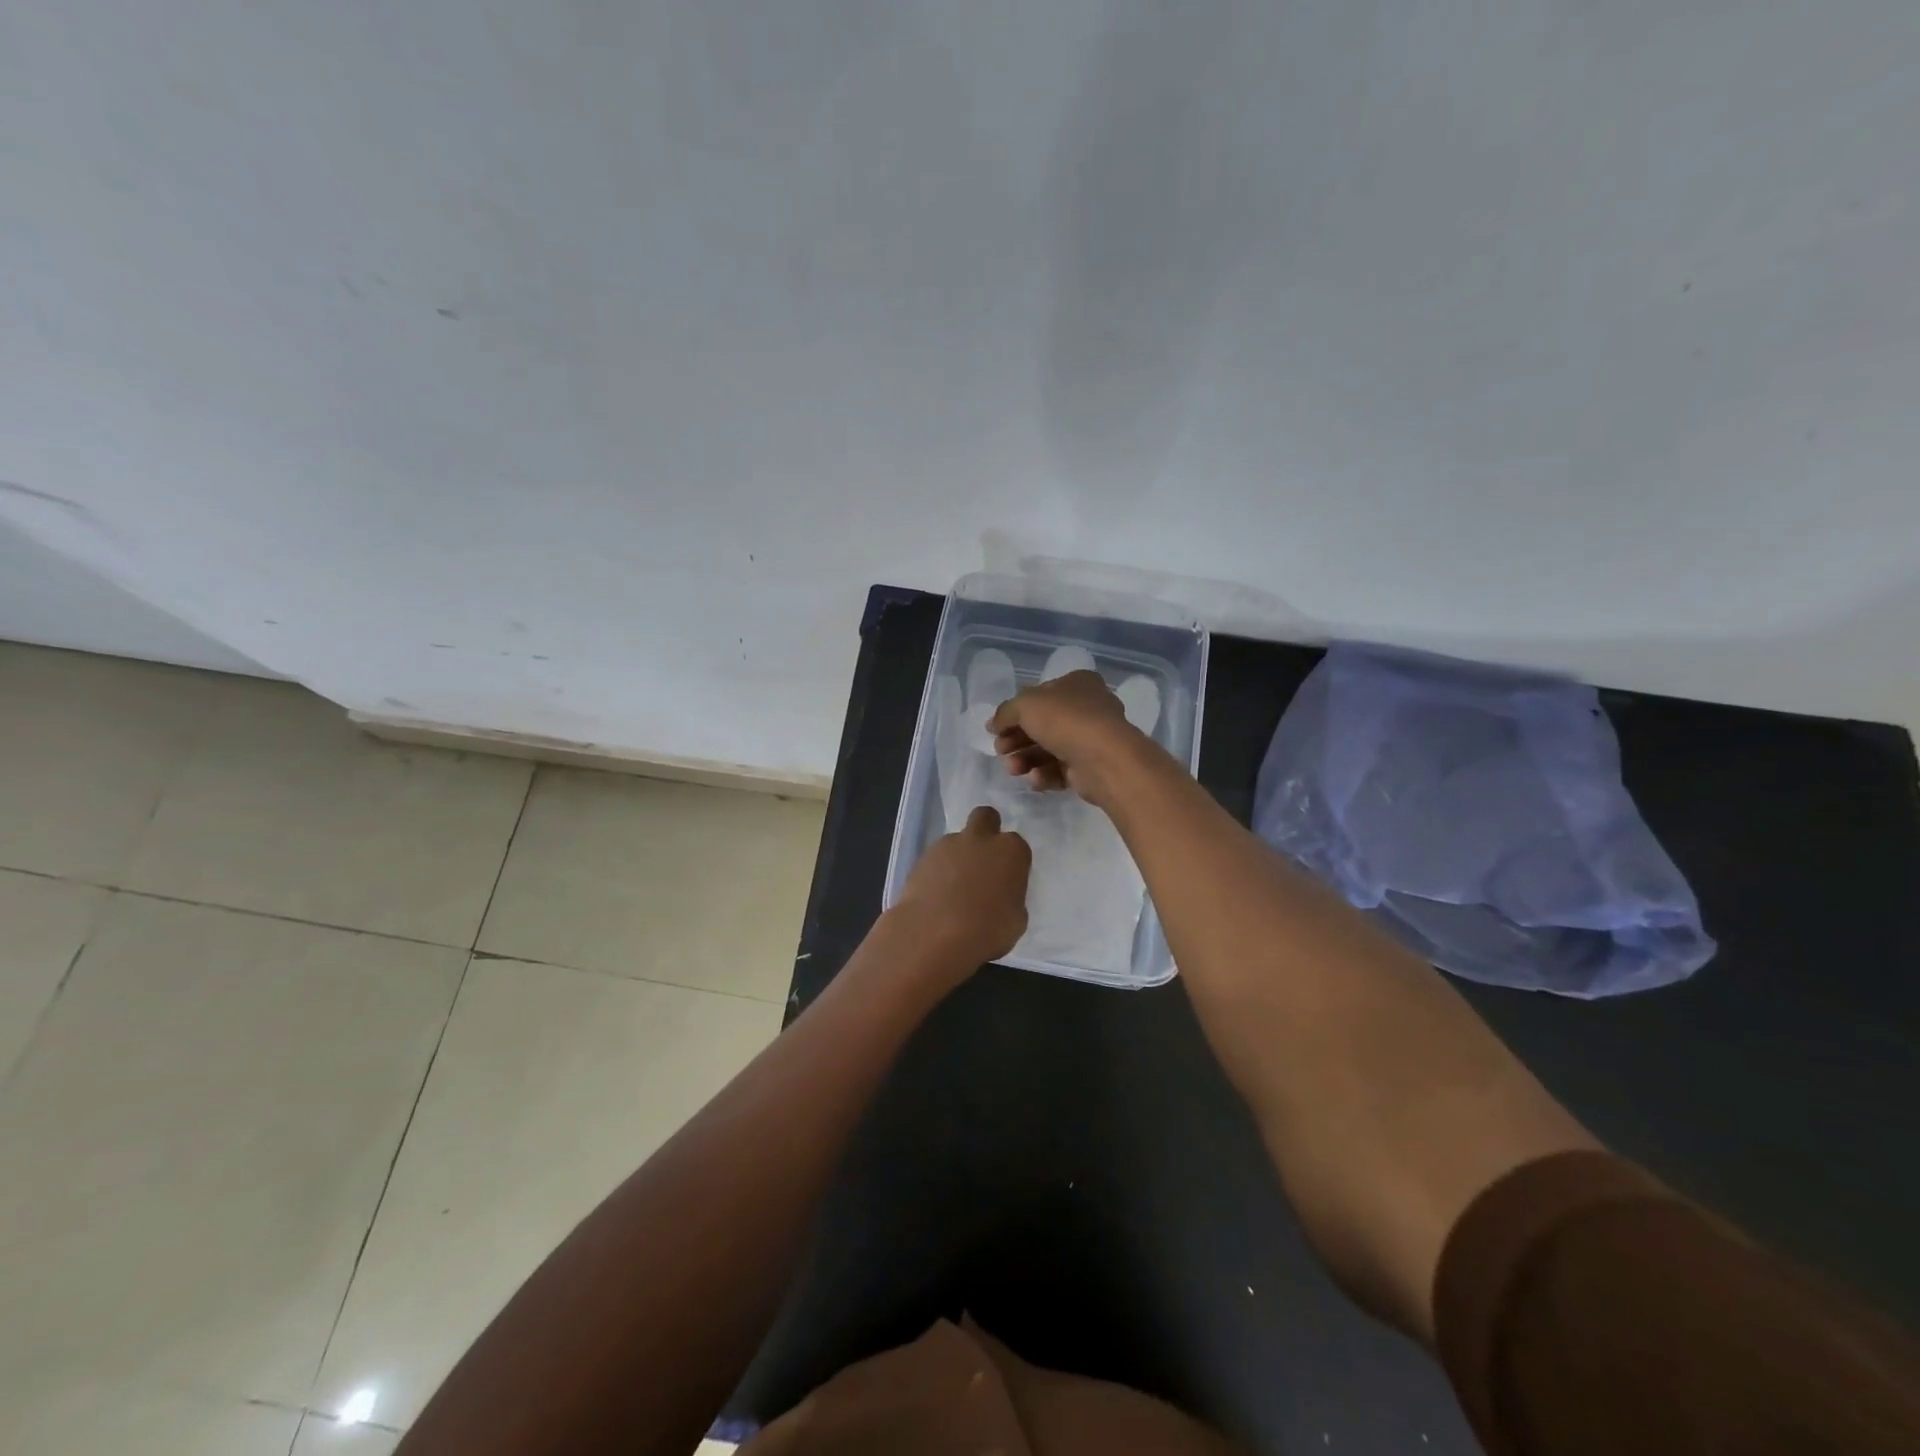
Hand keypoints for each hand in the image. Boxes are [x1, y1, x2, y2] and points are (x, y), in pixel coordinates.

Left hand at [892, 805, 1031, 970]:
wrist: (933, 934)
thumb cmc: (986, 931)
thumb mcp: (1016, 920)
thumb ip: (1011, 897)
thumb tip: (1000, 894)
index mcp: (1010, 851)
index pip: (1017, 845)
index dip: (1012, 861)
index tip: (1008, 879)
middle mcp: (980, 839)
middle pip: (985, 817)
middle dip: (986, 830)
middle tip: (983, 859)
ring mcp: (947, 845)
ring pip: (957, 840)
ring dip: (958, 856)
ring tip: (954, 889)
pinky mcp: (921, 857)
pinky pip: (935, 859)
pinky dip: (937, 871)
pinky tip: (936, 896)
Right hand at [988, 670, 1142, 807]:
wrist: (1104, 759)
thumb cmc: (1065, 720)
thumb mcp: (1025, 705)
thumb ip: (1005, 713)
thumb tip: (993, 725)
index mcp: (1077, 684)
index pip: (1039, 695)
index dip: (1015, 712)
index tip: (997, 729)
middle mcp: (1086, 708)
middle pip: (1041, 724)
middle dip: (1016, 739)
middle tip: (1000, 750)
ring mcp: (1090, 739)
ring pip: (1049, 749)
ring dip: (1025, 759)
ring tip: (1014, 769)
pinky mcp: (1090, 767)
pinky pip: (1060, 770)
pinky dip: (1044, 774)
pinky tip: (1035, 779)